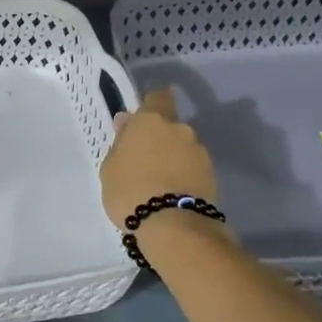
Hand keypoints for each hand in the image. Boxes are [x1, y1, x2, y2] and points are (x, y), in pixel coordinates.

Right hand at [99, 89, 218, 229]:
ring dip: (173, 158)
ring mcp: (199, 151)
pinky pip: (192, 168)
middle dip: (160, 138)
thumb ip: (120, 142)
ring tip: (158, 183)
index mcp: (151, 120)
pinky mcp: (212, 175)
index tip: (141, 121)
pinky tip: (171, 194)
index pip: (157, 96)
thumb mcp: (110, 168)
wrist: (173, 225)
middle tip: (144, 160)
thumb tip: (127, 123)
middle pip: (170, 125)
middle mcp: (179, 129)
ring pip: (183, 148)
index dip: (151, 105)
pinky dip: (183, 176)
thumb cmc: (130, 191)